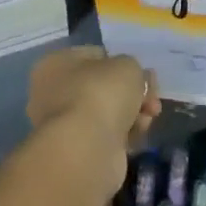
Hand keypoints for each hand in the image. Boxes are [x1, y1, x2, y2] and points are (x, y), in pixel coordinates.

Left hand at [26, 46, 160, 191]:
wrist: (86, 149)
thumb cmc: (100, 94)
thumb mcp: (126, 65)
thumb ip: (132, 67)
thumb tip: (135, 79)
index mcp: (56, 63)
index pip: (95, 56)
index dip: (122, 63)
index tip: (145, 74)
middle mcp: (53, 91)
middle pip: (104, 86)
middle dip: (133, 92)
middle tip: (152, 98)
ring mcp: (65, 124)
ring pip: (108, 112)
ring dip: (133, 113)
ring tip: (149, 116)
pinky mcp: (78, 150)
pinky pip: (108, 135)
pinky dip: (126, 134)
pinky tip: (140, 134)